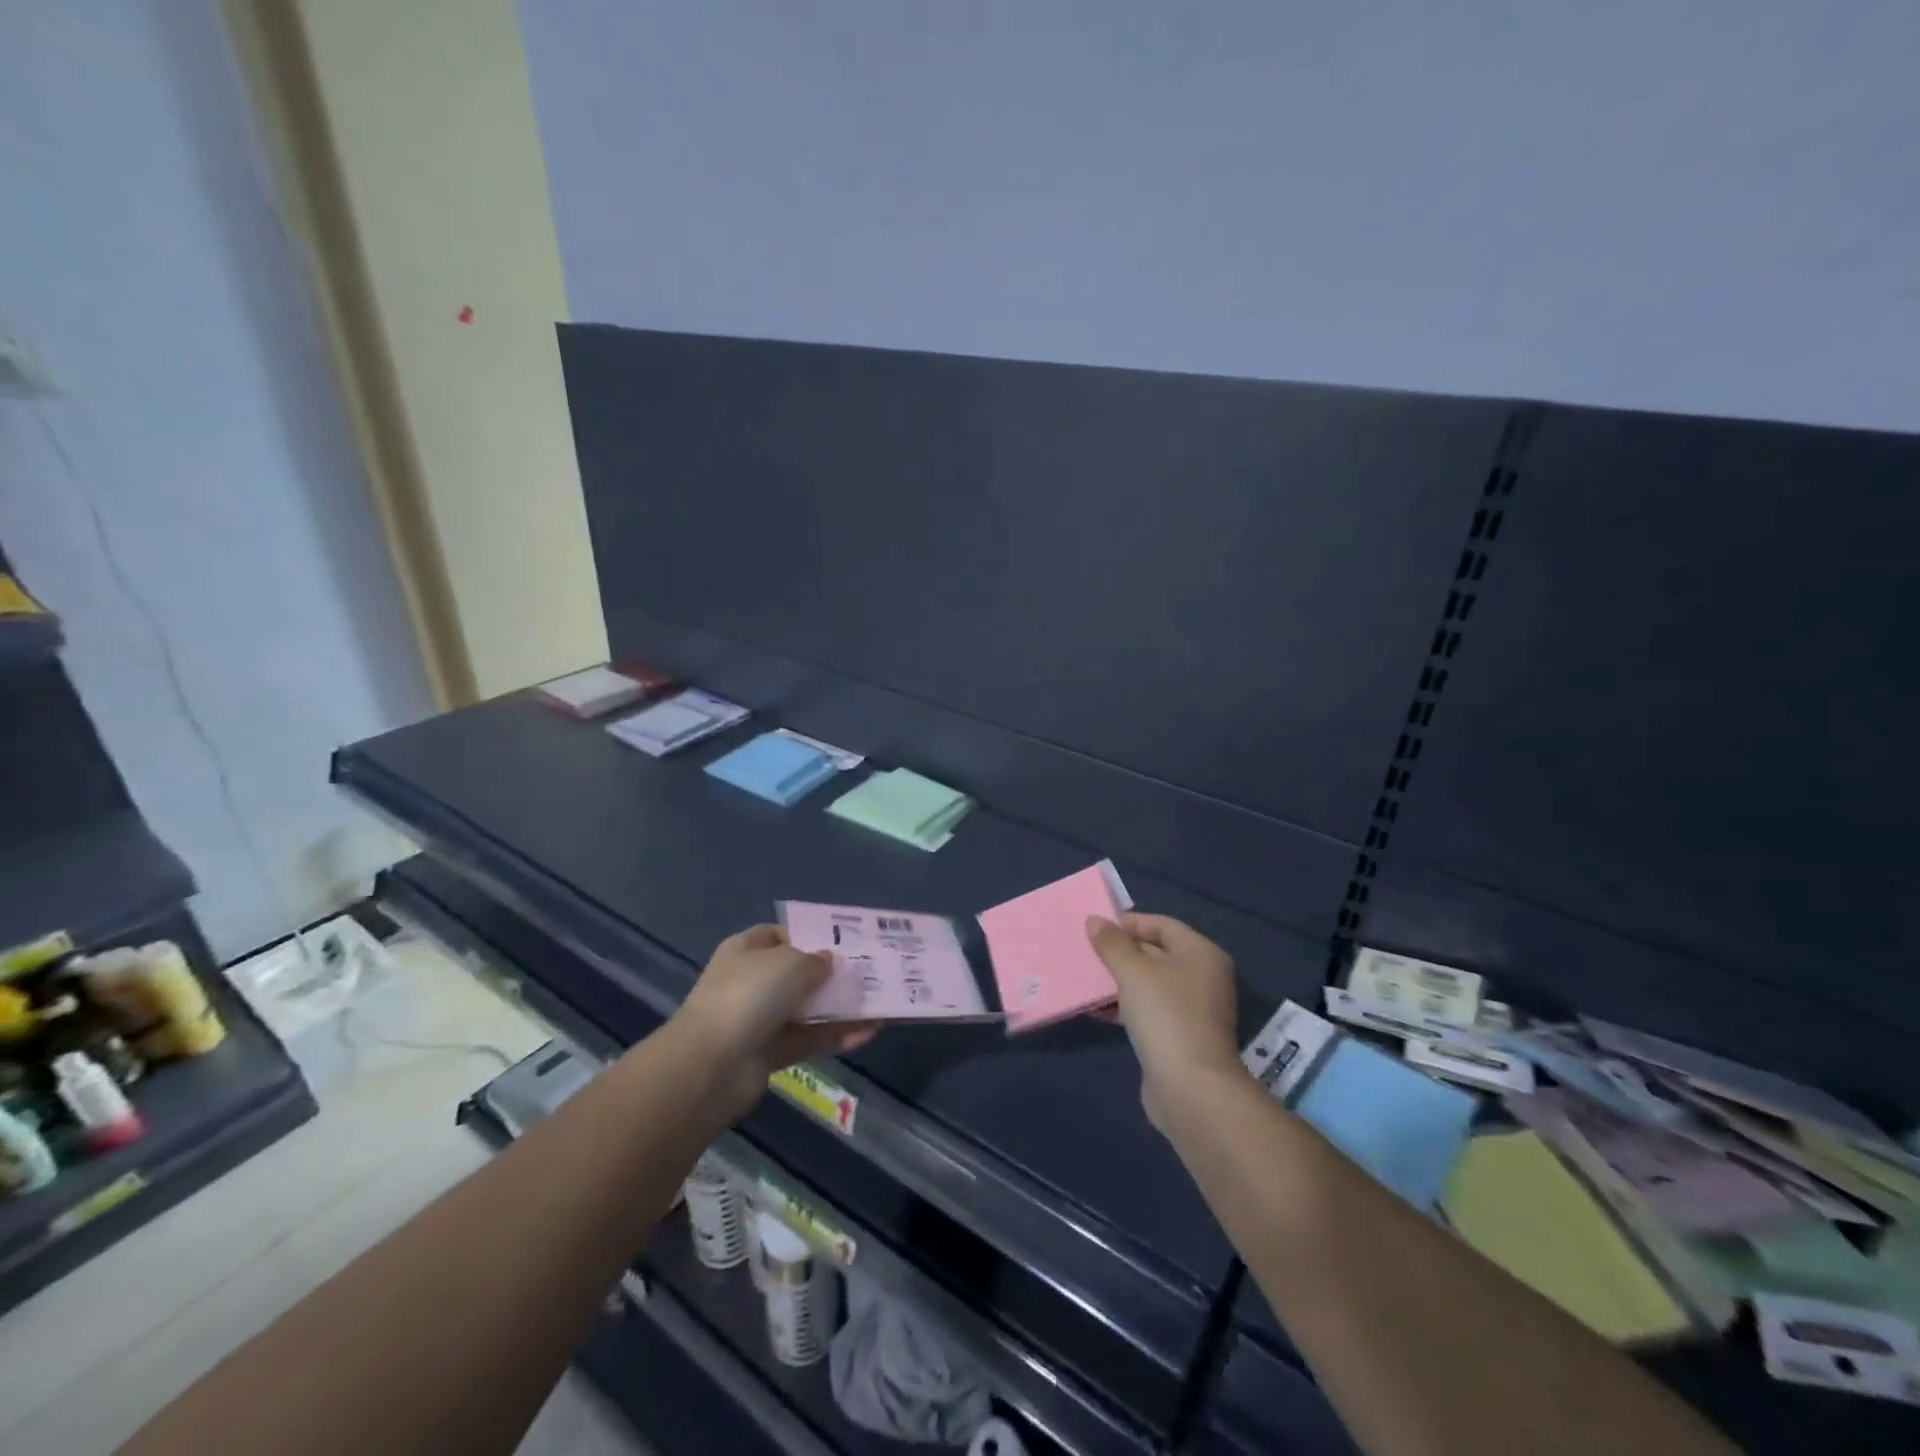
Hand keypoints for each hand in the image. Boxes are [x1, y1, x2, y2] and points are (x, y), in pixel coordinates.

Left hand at [671, 925, 877, 1118]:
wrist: (712, 1065)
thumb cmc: (749, 995)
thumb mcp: (790, 962)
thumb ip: (815, 959)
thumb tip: (828, 962)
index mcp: (746, 950)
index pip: (781, 935)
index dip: (810, 936)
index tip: (843, 941)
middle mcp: (751, 981)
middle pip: (798, 973)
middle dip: (832, 974)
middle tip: (869, 972)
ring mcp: (759, 1019)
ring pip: (808, 1009)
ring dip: (840, 1007)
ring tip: (879, 1004)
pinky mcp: (770, 1053)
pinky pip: (809, 1039)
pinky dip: (836, 1035)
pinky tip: (868, 1032)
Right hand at [1087, 913, 1246, 1130]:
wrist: (1191, 1088)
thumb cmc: (1165, 1014)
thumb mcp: (1133, 971)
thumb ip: (1112, 943)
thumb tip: (1094, 920)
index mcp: (1201, 953)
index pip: (1162, 925)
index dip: (1129, 922)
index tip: (1096, 926)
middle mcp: (1202, 977)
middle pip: (1156, 953)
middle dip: (1121, 952)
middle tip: (1086, 950)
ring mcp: (1193, 1009)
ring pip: (1149, 984)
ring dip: (1118, 980)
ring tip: (1084, 978)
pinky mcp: (1179, 1036)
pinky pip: (1148, 1010)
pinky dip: (1124, 1006)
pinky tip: (1095, 1010)